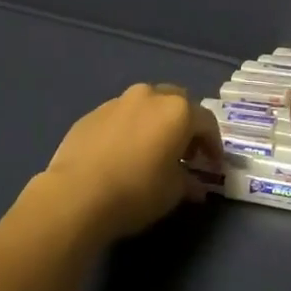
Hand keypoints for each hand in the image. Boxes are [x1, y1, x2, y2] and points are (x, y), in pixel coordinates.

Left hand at [39, 83, 222, 242]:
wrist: (76, 194)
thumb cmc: (136, 191)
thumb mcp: (172, 192)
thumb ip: (188, 182)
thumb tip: (195, 184)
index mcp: (177, 111)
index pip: (206, 122)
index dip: (213, 145)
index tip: (213, 166)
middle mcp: (150, 96)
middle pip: (177, 103)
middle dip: (184, 125)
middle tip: (185, 152)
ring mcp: (118, 101)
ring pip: (146, 105)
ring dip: (155, 123)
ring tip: (151, 150)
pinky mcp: (93, 113)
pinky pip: (121, 116)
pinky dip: (129, 128)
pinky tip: (122, 153)